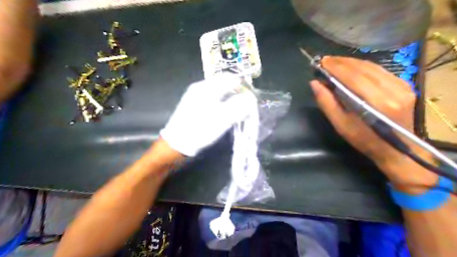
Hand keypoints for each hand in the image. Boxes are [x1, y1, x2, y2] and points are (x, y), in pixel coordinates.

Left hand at [160, 74, 256, 156]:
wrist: (176, 145)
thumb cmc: (199, 130)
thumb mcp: (222, 119)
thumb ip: (239, 107)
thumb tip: (251, 99)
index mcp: (206, 87)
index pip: (230, 78)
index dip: (244, 86)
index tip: (252, 98)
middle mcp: (200, 88)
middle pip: (225, 85)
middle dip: (238, 94)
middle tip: (247, 107)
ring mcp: (196, 96)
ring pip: (220, 94)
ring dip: (231, 100)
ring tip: (238, 112)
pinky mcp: (194, 106)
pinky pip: (213, 100)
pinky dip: (223, 105)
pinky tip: (225, 114)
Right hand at [313, 56, 436, 191]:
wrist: (396, 149)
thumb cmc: (364, 140)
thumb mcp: (340, 125)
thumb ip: (326, 102)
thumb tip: (314, 83)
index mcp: (376, 103)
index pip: (353, 77)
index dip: (336, 67)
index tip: (321, 62)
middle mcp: (392, 90)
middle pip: (362, 68)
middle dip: (342, 62)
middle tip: (325, 61)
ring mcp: (402, 86)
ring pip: (372, 66)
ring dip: (351, 63)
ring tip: (335, 63)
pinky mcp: (405, 85)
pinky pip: (380, 70)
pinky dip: (363, 67)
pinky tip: (352, 68)